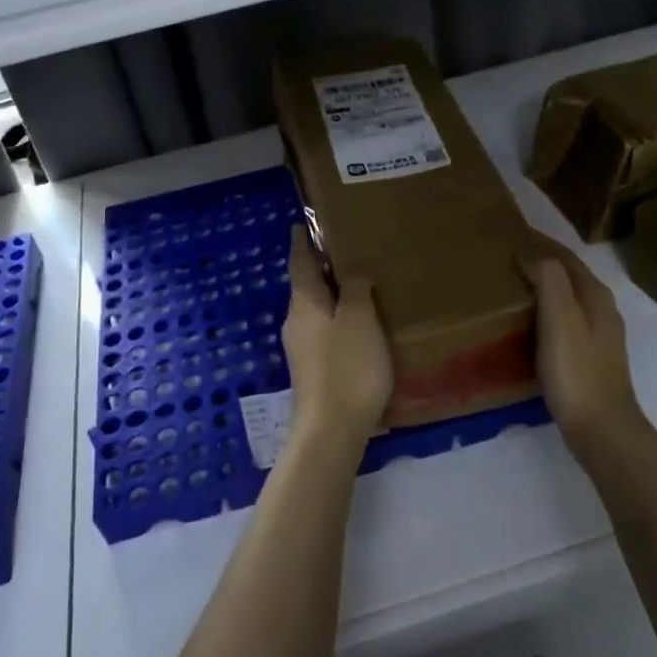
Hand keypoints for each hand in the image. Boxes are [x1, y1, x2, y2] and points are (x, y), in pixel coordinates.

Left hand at [282, 227, 392, 460]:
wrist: (330, 432)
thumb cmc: (347, 368)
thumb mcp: (359, 320)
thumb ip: (355, 288)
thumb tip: (351, 267)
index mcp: (304, 303)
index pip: (299, 262)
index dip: (303, 242)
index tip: (304, 224)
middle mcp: (296, 322)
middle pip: (306, 286)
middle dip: (322, 269)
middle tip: (348, 252)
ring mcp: (301, 349)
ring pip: (316, 311)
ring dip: (333, 297)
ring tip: (360, 288)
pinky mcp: (312, 372)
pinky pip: (324, 333)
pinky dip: (338, 321)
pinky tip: (359, 328)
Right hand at [521, 230, 644, 459]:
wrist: (601, 429)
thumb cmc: (577, 371)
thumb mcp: (560, 319)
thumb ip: (550, 280)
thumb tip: (532, 254)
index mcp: (596, 296)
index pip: (567, 257)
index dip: (542, 242)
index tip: (513, 231)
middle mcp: (601, 311)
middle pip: (569, 276)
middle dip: (542, 262)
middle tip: (506, 257)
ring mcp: (598, 337)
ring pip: (567, 299)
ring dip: (543, 287)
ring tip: (512, 286)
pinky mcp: (589, 360)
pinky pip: (563, 322)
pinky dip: (544, 312)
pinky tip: (527, 324)